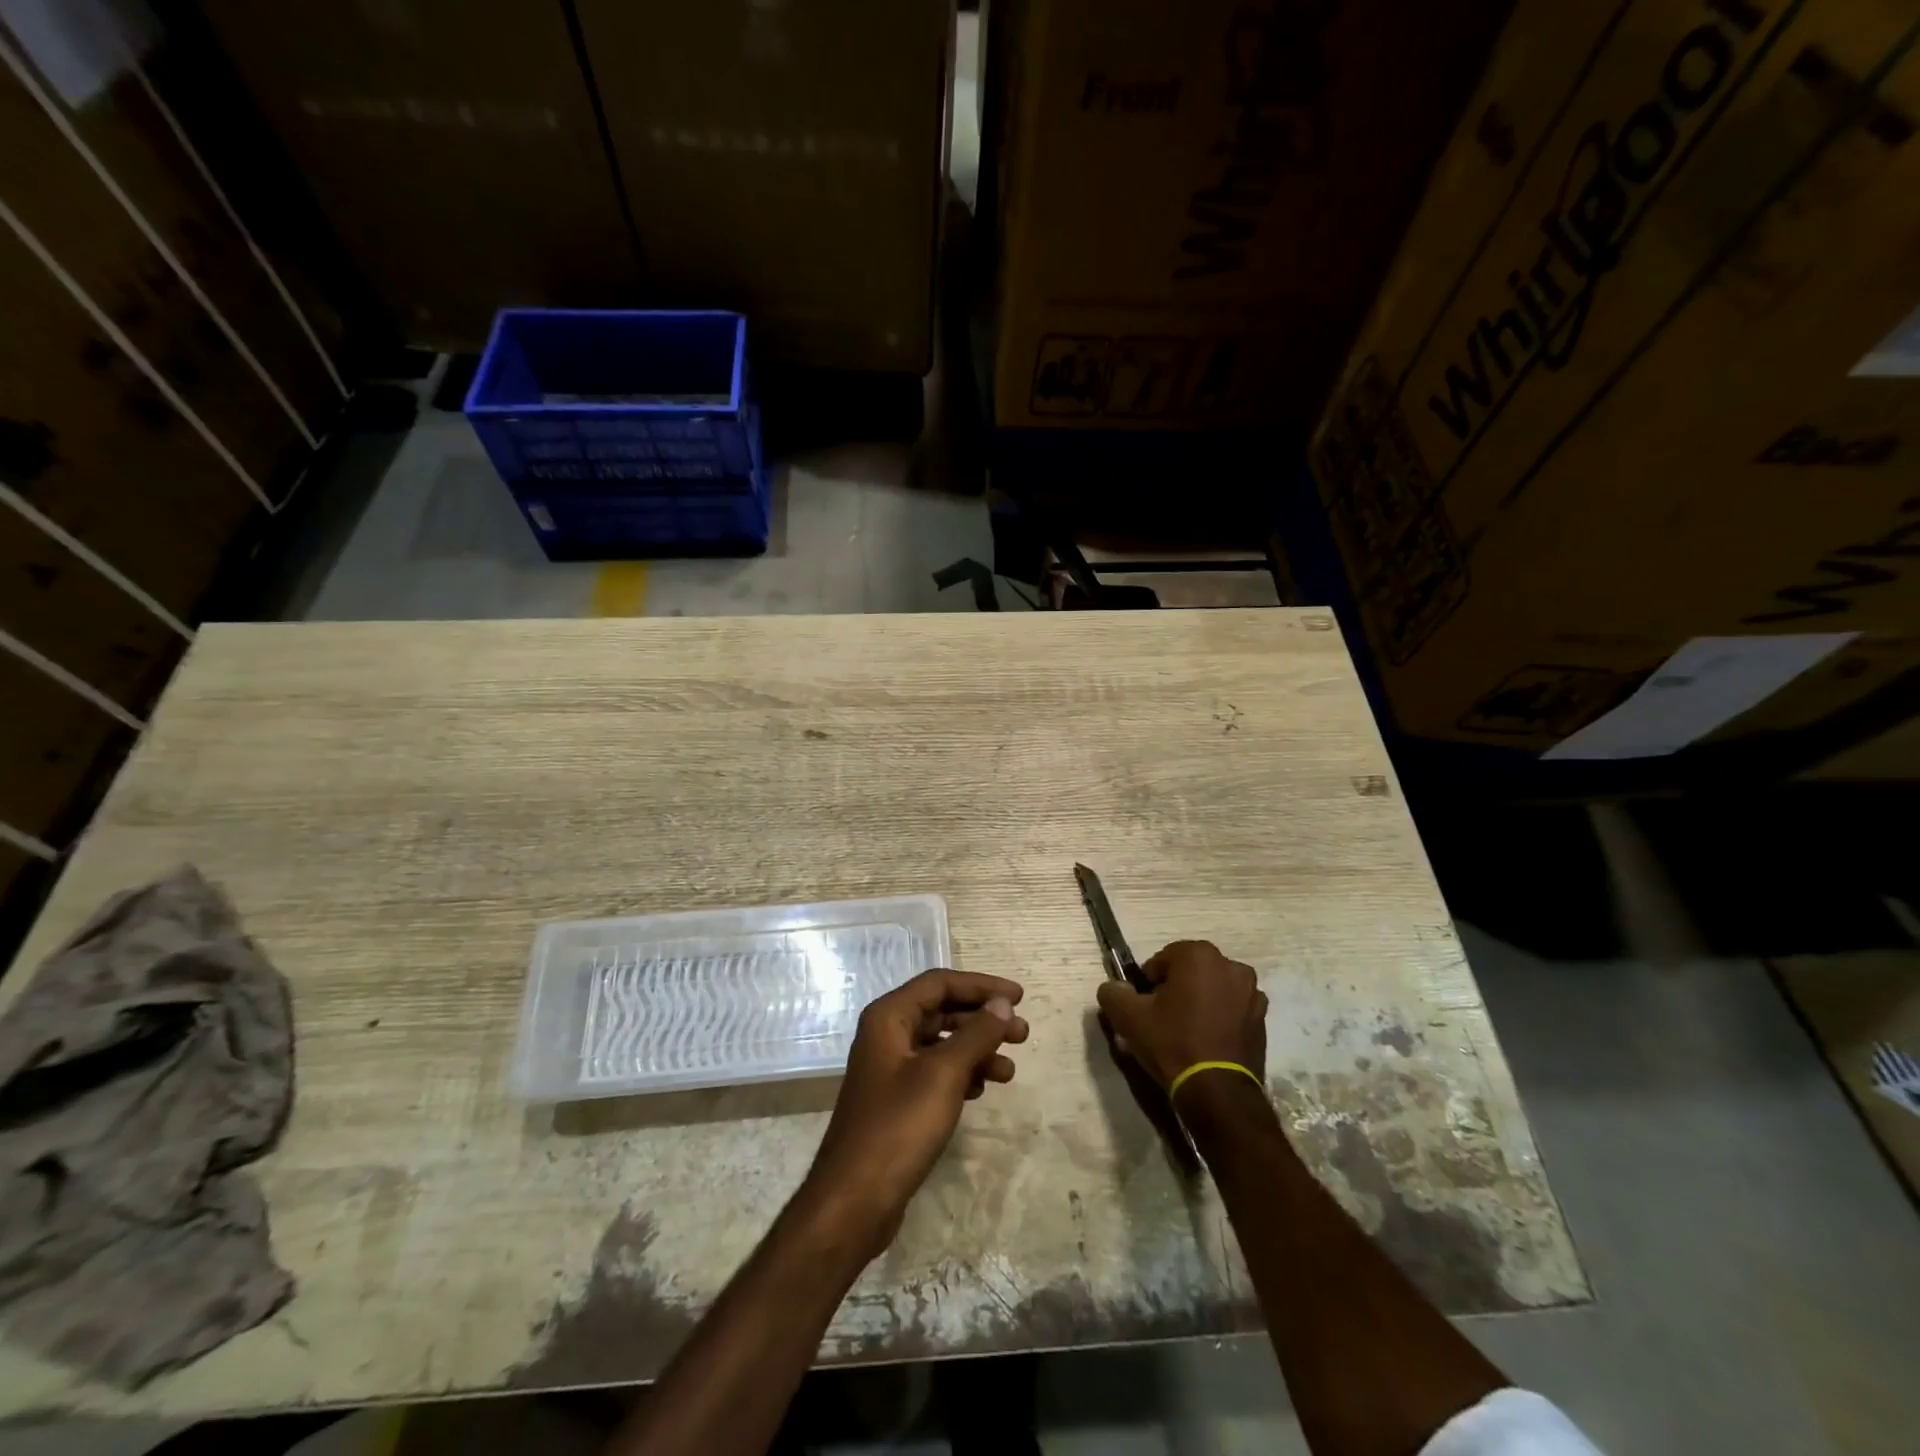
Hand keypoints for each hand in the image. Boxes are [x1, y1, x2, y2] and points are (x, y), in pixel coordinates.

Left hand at [803, 969, 1028, 1259]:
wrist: (854, 1200)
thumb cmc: (899, 1126)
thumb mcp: (943, 1074)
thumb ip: (975, 1034)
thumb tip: (1002, 1004)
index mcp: (889, 1017)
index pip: (940, 983)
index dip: (981, 986)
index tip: (1018, 998)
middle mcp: (887, 1034)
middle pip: (942, 1011)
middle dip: (983, 1020)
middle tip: (1022, 1034)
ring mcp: (890, 1068)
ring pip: (941, 1044)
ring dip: (977, 1050)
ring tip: (1009, 1070)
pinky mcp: (896, 1100)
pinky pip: (935, 1072)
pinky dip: (962, 1074)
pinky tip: (982, 1090)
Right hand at [1095, 940, 1265, 1093]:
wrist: (1217, 1092)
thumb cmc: (1172, 1043)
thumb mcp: (1128, 1017)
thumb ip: (1113, 993)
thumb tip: (1115, 988)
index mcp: (1199, 955)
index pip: (1163, 959)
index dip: (1149, 982)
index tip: (1145, 1006)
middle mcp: (1230, 966)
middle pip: (1191, 971)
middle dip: (1177, 988)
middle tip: (1163, 1018)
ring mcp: (1252, 993)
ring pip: (1214, 989)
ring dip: (1201, 1001)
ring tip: (1187, 1031)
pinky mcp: (1262, 1020)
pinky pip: (1232, 1010)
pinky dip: (1220, 1018)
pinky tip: (1208, 1042)